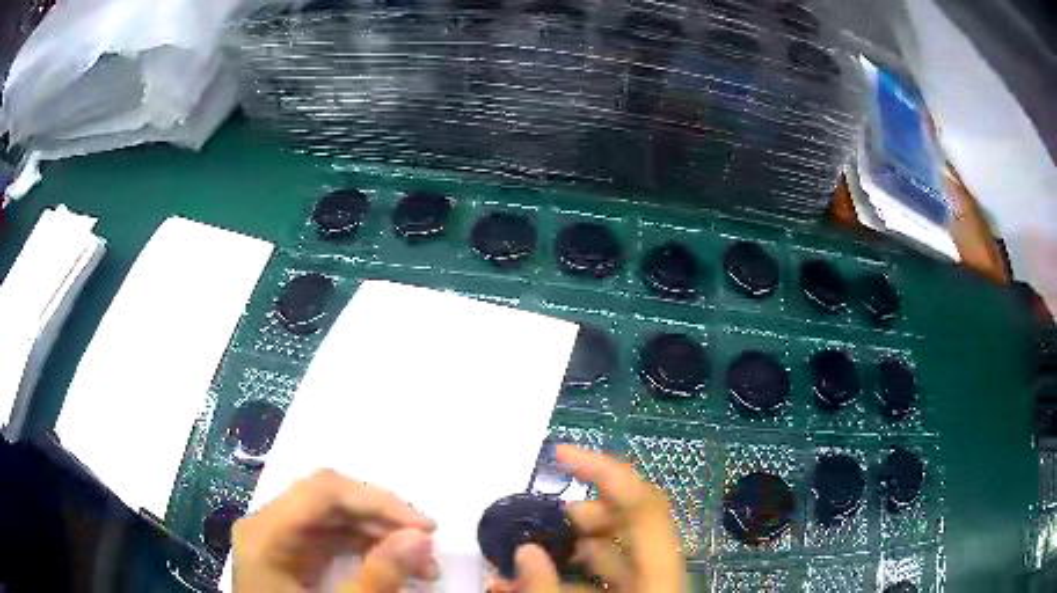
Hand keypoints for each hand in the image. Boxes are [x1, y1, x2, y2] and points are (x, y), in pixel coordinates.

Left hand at [232, 469, 437, 592]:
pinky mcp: (290, 552)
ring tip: (420, 564)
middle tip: (427, 547)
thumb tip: (422, 537)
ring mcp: (277, 536)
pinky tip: (391, 564)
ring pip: (333, 516)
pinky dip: (365, 547)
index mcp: (266, 532)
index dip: (378, 501)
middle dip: (383, 519)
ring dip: (379, 533)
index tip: (426, 528)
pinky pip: (330, 536)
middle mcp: (267, 524)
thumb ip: (379, 576)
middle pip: (329, 498)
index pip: (323, 491)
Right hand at [495, 445, 683, 592]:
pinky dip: (571, 572)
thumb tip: (525, 550)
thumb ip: (545, 589)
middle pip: (629, 520)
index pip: (642, 503)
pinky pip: (605, 574)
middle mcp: (660, 570)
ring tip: (526, 548)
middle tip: (543, 513)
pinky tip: (534, 580)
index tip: (559, 453)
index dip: (603, 471)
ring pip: (613, 549)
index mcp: (659, 571)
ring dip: (569, 544)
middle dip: (582, 510)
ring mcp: (648, 583)